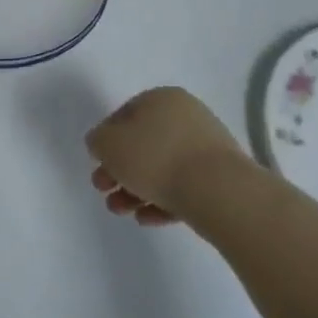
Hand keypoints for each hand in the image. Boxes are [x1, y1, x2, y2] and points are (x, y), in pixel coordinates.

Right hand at [86, 87, 247, 227]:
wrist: (218, 192)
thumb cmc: (155, 158)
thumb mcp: (108, 144)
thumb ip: (97, 140)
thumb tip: (102, 144)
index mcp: (161, 99)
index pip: (124, 115)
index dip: (105, 140)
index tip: (97, 163)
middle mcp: (187, 117)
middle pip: (142, 145)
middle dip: (119, 171)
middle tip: (103, 190)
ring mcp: (206, 149)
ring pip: (161, 168)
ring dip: (135, 190)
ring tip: (121, 211)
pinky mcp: (220, 179)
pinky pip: (183, 187)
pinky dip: (161, 201)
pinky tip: (146, 218)